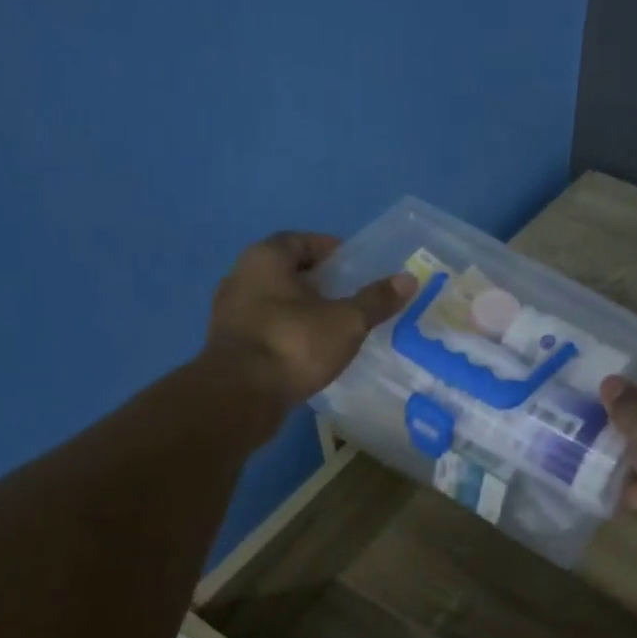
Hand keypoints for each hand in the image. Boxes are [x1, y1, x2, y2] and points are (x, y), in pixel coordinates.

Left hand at [207, 232, 415, 403]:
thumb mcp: (346, 322)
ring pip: (274, 301)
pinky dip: (288, 333)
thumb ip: (376, 300)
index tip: (355, 266)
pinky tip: (309, 351)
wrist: (240, 396)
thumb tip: (408, 279)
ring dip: (301, 309)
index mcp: (265, 258)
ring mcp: (229, 313)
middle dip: (318, 281)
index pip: (301, 241)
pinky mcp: (228, 345)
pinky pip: (266, 328)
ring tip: (334, 326)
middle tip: (349, 296)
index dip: (330, 250)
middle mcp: (240, 277)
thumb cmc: (294, 344)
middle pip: (286, 271)